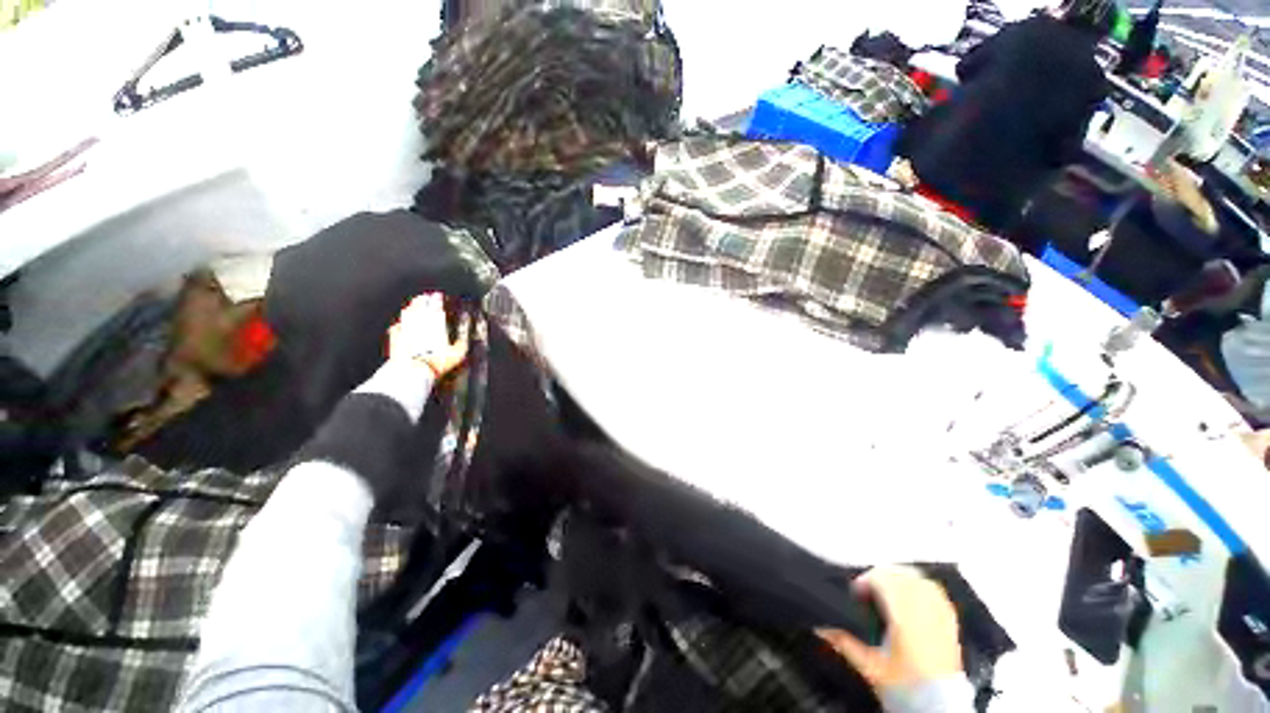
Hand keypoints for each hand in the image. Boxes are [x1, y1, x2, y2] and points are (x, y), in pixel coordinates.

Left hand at [388, 294, 469, 378]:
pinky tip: (399, 324)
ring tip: (413, 305)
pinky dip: (399, 324)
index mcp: (435, 325)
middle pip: (420, 307)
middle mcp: (419, 324)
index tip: (438, 295)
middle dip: (423, 300)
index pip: (436, 308)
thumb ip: (461, 344)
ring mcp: (406, 330)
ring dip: (411, 308)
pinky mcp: (396, 338)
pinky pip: (397, 327)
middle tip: (424, 296)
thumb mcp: (457, 354)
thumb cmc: (436, 361)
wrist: (414, 370)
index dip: (437, 300)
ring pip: (408, 314)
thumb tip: (464, 339)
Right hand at [817, 566, 961, 688]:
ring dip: (897, 578)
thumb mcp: (869, 666)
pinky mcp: (950, 619)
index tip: (856, 594)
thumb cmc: (904, 686)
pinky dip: (916, 585)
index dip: (866, 581)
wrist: (937, 707)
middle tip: (867, 593)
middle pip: (899, 574)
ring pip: (916, 577)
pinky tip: (908, 595)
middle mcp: (925, 610)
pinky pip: (933, 588)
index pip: (884, 579)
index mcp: (905, 618)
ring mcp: (940, 613)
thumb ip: (843, 641)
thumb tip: (820, 625)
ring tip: (885, 592)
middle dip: (879, 577)